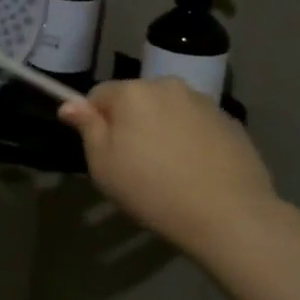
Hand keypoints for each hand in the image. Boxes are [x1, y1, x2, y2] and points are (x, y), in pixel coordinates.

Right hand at [58, 78, 276, 252]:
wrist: (228, 214)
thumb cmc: (152, 189)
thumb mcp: (103, 165)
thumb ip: (87, 128)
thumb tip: (69, 104)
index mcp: (132, 92)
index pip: (99, 94)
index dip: (95, 121)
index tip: (104, 152)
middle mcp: (167, 85)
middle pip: (136, 99)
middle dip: (131, 121)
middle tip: (135, 163)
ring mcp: (203, 101)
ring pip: (168, 110)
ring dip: (162, 128)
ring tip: (169, 168)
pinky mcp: (230, 121)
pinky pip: (197, 124)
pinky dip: (190, 139)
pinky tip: (196, 170)